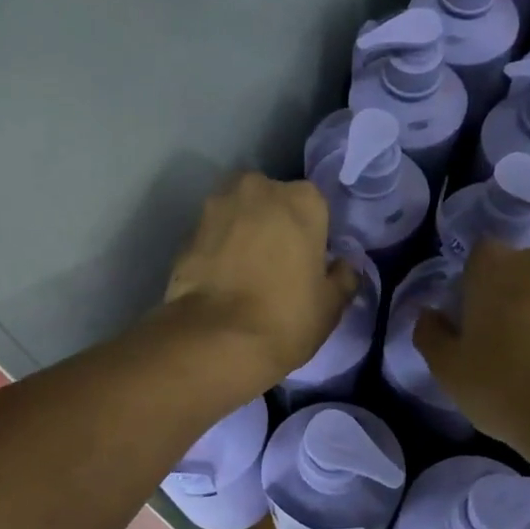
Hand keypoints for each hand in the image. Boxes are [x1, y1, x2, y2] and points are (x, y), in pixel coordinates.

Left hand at [164, 173, 358, 392]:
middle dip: (273, 225)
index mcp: (302, 199)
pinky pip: (212, 237)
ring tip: (245, 274)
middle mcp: (258, 189)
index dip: (312, 235)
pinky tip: (221, 282)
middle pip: (272, 202)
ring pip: (238, 215)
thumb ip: (342, 277)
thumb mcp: (331, 305)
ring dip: (243, 234)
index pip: (314, 207)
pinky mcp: (186, 233)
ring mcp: (216, 206)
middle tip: (276, 266)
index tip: (308, 263)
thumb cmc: (286, 318)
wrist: (216, 340)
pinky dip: (217, 251)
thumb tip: (343, 267)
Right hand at [414, 241, 529, 448]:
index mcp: (496, 265)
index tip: (471, 321)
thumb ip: (431, 334)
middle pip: (517, 270)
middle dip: (509, 294)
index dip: (473, 286)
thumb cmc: (505, 388)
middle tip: (502, 340)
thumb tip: (431, 315)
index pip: (478, 257)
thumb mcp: (448, 370)